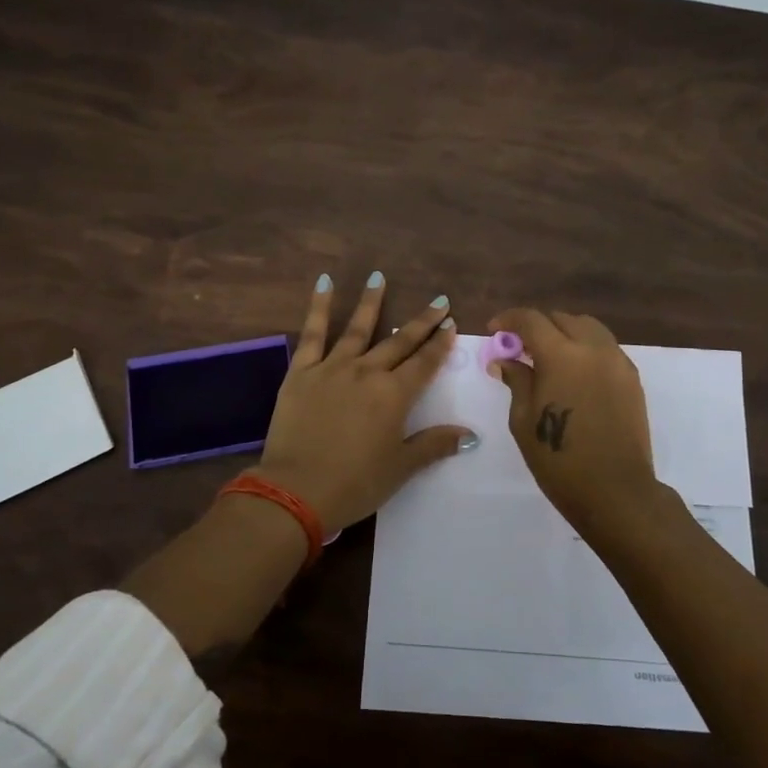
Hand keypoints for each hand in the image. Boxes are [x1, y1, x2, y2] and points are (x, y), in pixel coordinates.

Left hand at [257, 273, 474, 534]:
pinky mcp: (302, 372)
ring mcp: (332, 368)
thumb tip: (470, 435)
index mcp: (394, 395)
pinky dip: (319, 307)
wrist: (296, 491)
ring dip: (372, 302)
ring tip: (379, 276)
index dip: (439, 344)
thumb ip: (434, 445)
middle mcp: (367, 372)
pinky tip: (325, 283)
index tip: (451, 324)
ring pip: (357, 328)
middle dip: (421, 322)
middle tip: (438, 302)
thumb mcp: (401, 468)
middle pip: (399, 341)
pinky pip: (313, 333)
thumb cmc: (355, 483)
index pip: (424, 363)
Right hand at [488, 308, 660, 530]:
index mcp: (562, 355)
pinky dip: (586, 348)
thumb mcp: (524, 420)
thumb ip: (517, 380)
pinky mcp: (632, 378)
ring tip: (550, 358)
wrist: (615, 491)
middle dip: (538, 326)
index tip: (495, 330)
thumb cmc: (559, 460)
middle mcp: (593, 349)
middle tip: (521, 349)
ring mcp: (617, 362)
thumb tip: (506, 360)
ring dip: (565, 333)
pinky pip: (606, 348)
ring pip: (588, 328)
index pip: (531, 320)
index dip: (509, 319)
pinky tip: (575, 374)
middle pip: (562, 319)